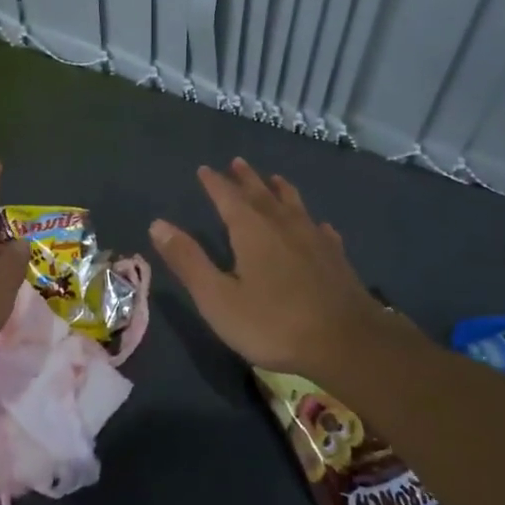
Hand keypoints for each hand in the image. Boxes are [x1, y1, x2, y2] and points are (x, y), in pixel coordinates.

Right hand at [150, 158, 412, 377]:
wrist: (346, 342)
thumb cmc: (273, 323)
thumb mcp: (218, 298)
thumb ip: (189, 261)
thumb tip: (158, 224)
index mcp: (251, 230)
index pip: (227, 197)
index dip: (215, 183)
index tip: (205, 169)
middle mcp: (283, 225)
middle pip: (261, 193)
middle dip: (246, 178)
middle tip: (237, 162)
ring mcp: (314, 239)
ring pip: (294, 204)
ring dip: (280, 190)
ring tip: (275, 179)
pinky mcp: (336, 257)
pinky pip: (320, 229)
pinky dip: (311, 221)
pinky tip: (317, 225)